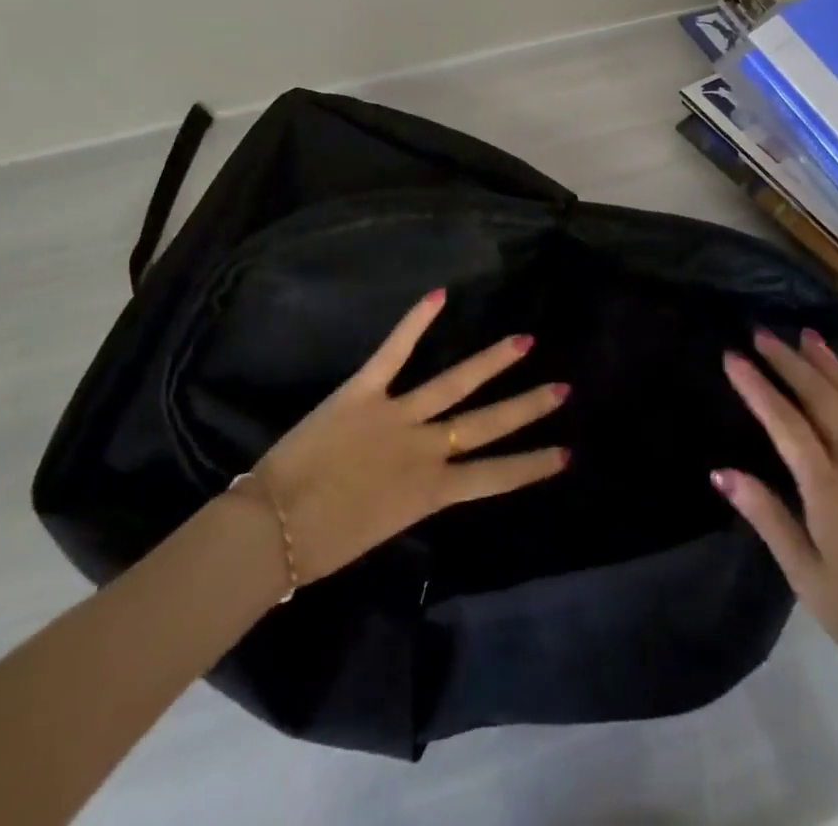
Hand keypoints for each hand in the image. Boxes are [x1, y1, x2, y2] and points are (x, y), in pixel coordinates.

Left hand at [246, 288, 568, 587]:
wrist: (271, 530)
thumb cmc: (322, 543)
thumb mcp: (382, 527)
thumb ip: (410, 496)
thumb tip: (425, 476)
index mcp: (429, 492)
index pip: (494, 477)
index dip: (531, 465)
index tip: (565, 453)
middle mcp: (424, 450)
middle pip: (486, 425)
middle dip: (527, 407)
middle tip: (562, 387)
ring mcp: (396, 416)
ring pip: (454, 383)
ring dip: (492, 361)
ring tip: (524, 340)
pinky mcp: (363, 391)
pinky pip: (394, 351)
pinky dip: (416, 322)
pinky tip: (440, 295)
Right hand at [714, 329, 837, 697]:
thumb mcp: (804, 574)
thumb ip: (765, 516)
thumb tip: (720, 472)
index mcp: (830, 491)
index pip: (786, 424)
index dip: (757, 387)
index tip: (733, 357)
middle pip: (822, 399)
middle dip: (789, 362)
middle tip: (762, 334)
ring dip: (831, 364)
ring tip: (808, 335)